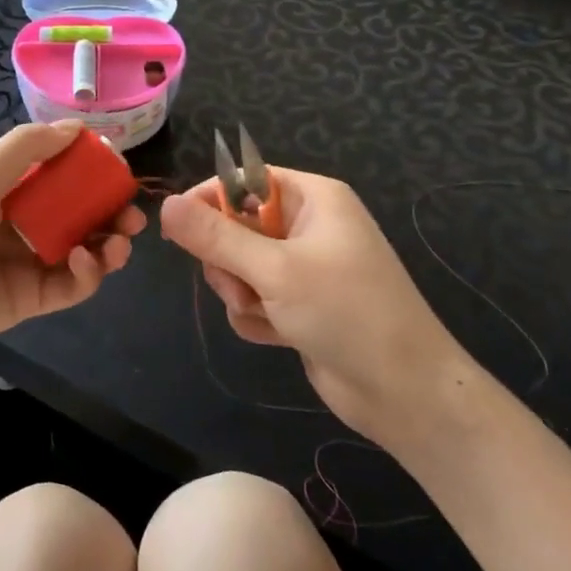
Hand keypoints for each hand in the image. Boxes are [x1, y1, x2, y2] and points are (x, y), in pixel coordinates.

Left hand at [0, 121, 144, 373]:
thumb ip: (25, 150)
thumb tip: (77, 125)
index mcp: (8, 191)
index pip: (61, 176)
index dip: (91, 171)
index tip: (117, 167)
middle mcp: (23, 225)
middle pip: (80, 215)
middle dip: (111, 211)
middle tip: (131, 212)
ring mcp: (30, 264)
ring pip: (85, 250)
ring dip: (109, 242)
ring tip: (120, 239)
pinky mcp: (33, 300)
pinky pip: (73, 285)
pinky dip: (89, 273)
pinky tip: (87, 260)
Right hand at [159, 171, 470, 444]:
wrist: (404, 391)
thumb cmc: (346, 312)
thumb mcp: (275, 269)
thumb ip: (216, 237)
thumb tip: (167, 205)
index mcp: (313, 198)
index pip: (245, 180)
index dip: (209, 200)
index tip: (177, 228)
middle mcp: (308, 226)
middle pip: (236, 226)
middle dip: (229, 260)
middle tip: (240, 286)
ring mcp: (305, 268)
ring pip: (240, 266)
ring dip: (242, 293)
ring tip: (266, 314)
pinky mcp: (300, 305)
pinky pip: (255, 298)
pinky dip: (258, 316)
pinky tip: (277, 336)